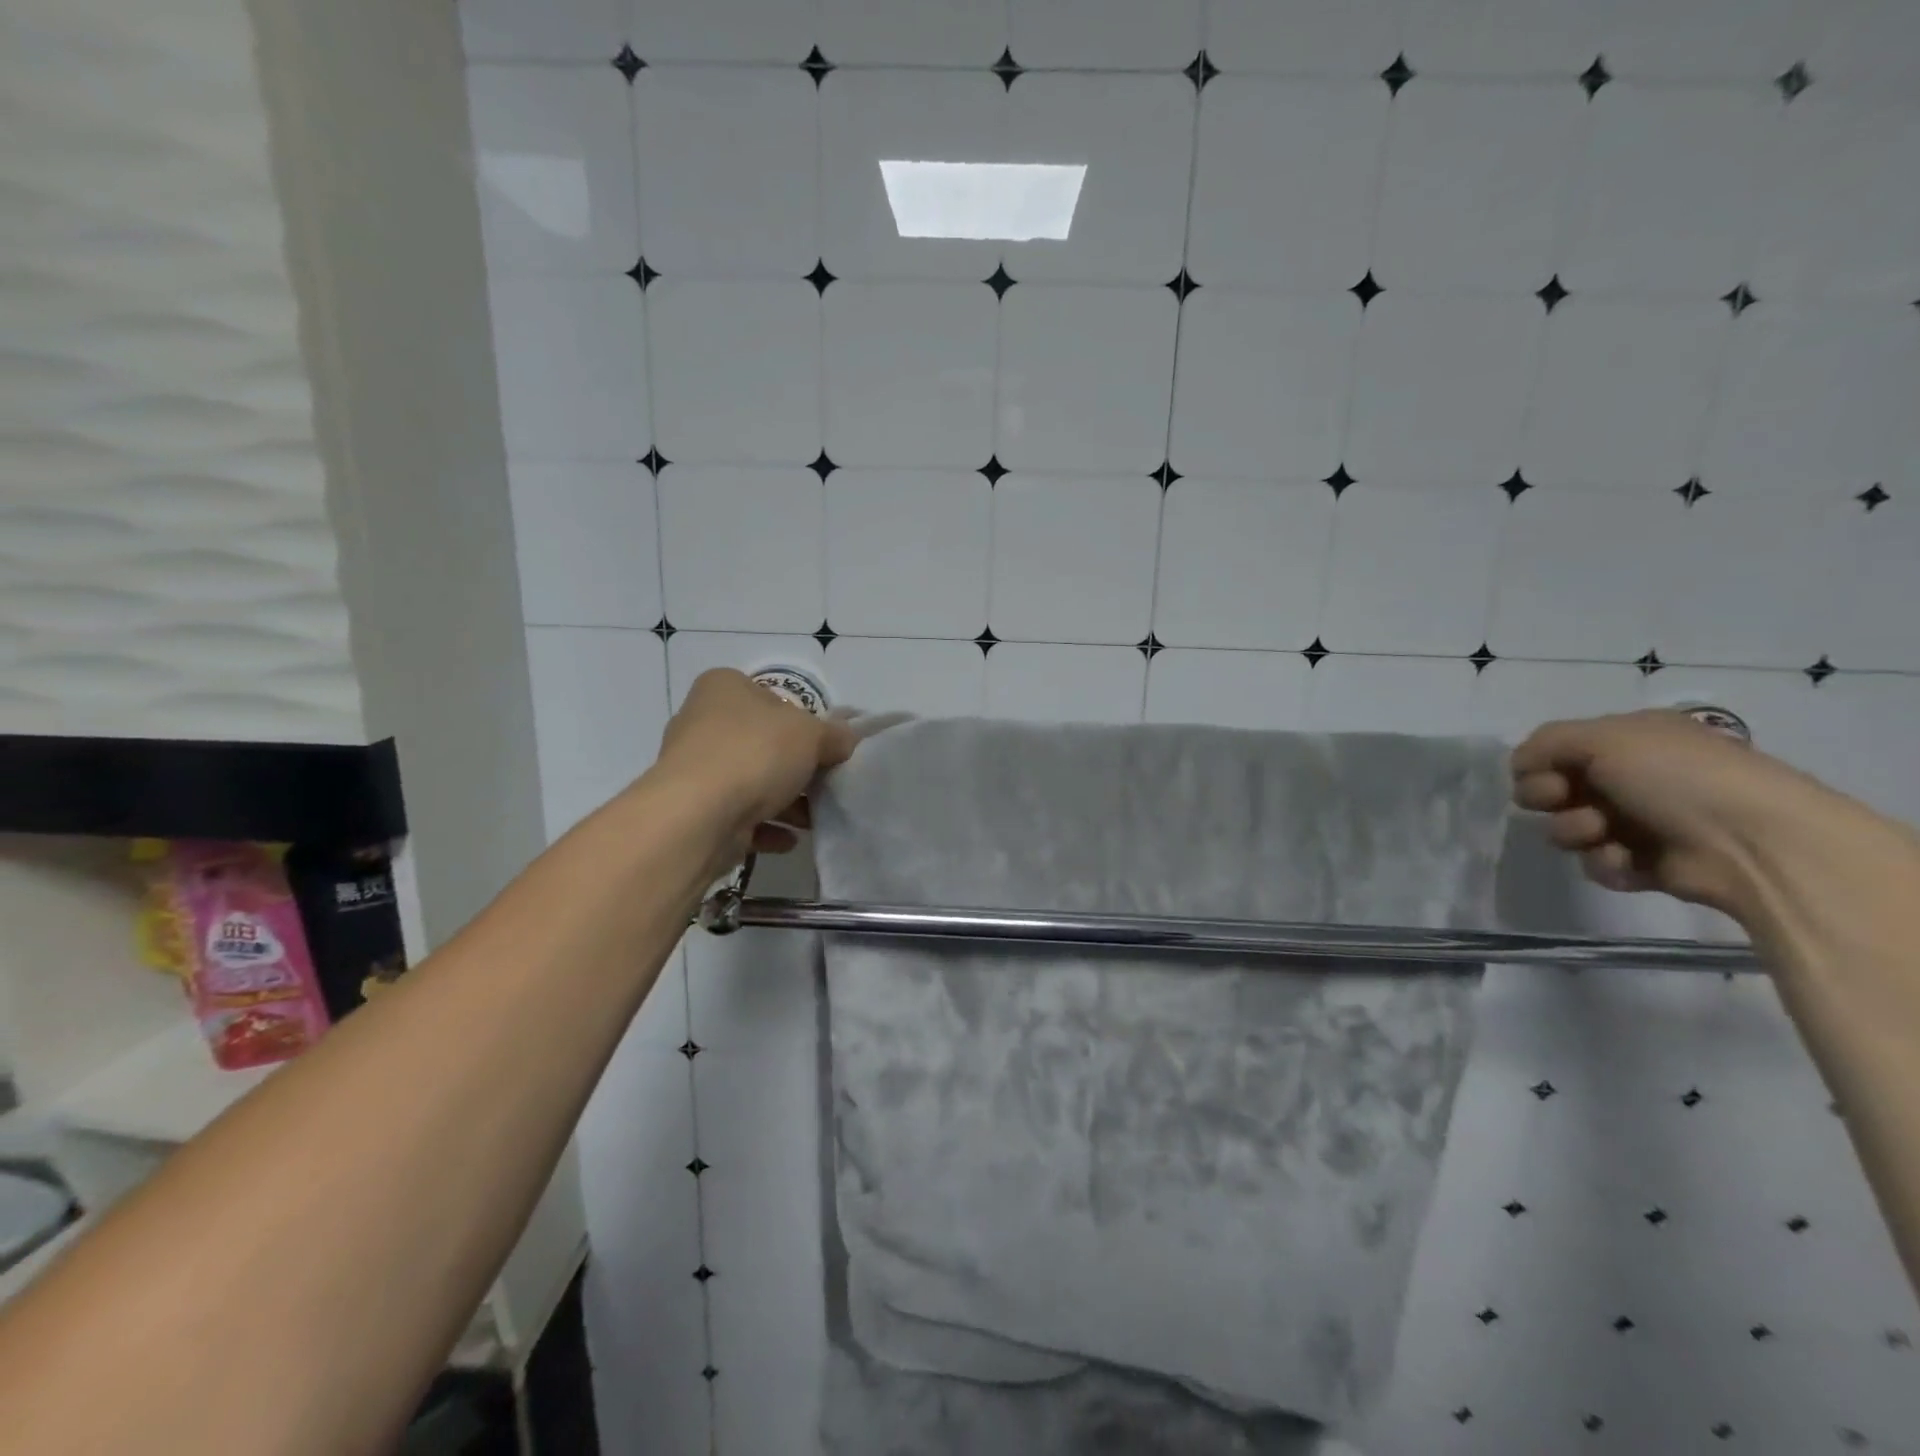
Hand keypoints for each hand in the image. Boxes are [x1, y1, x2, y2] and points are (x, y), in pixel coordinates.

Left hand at [654, 669, 856, 861]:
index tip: (825, 746)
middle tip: (825, 783)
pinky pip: (737, 816)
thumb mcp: (812, 734)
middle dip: (795, 767)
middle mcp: (701, 722)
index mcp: (724, 688)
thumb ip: (834, 735)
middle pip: (761, 742)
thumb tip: (847, 739)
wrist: (698, 816)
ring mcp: (693, 769)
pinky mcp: (692, 810)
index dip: (802, 720)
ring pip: (750, 782)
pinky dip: (765, 826)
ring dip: (784, 802)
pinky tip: (790, 840)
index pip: (770, 697)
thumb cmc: (755, 753)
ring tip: (814, 818)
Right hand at [1511, 709, 1834, 914]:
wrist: (1752, 843)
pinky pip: (1596, 864)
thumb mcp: (1603, 738)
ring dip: (1575, 831)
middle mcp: (1630, 778)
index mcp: (1627, 741)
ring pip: (1567, 829)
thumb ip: (1545, 742)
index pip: (1553, 750)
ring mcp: (1637, 823)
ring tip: (1605, 835)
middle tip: (1566, 800)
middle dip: (1548, 797)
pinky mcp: (1643, 865)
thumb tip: (1519, 765)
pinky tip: (1629, 861)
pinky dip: (1606, 862)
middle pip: (1551, 790)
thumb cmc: (1677, 776)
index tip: (1546, 772)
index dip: (1537, 763)